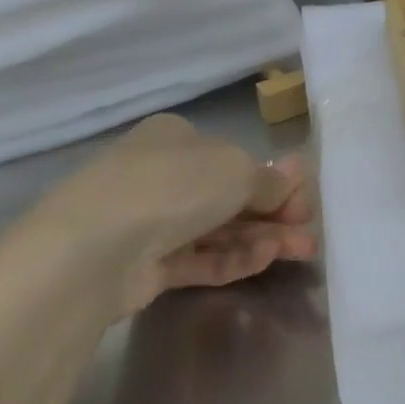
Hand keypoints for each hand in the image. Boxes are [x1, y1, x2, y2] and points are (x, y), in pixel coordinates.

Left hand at [27, 113, 316, 315]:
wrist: (95, 248)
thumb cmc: (172, 187)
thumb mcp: (235, 170)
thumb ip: (268, 182)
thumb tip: (291, 183)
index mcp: (177, 139)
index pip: (234, 158)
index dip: (275, 180)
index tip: (305, 201)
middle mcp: (162, 174)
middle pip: (230, 196)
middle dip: (275, 214)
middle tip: (309, 234)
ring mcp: (151, 221)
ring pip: (218, 230)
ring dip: (262, 239)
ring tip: (303, 252)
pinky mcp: (147, 265)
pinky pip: (199, 258)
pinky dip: (233, 258)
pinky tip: (264, 260)